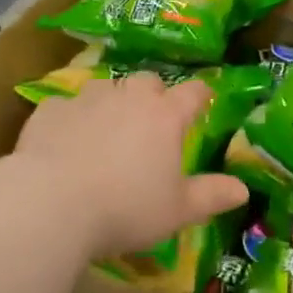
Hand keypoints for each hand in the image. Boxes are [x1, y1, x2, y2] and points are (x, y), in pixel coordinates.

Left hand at [13, 72, 247, 257]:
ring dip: (112, 102)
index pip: (194, 92)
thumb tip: (243, 189)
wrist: (50, 204)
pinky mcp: (51, 109)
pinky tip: (65, 141)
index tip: (203, 101)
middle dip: (153, 95)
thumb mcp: (176, 211)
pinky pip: (67, 106)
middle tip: (152, 122)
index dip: (201, 95)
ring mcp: (88, 98)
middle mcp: (129, 96)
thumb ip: (211, 196)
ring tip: (107, 130)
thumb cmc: (125, 208)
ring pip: (107, 87)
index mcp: (165, 116)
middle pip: (148, 81)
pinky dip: (71, 119)